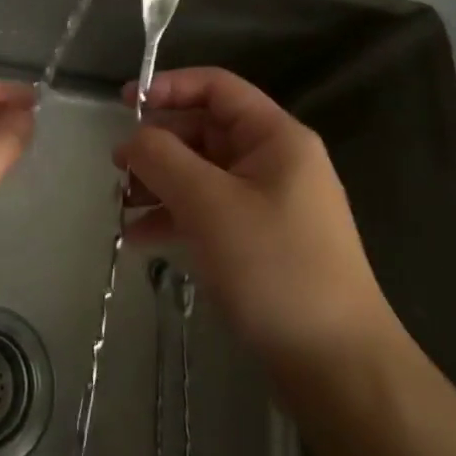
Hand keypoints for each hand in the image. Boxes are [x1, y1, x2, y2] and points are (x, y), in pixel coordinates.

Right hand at [118, 67, 401, 382]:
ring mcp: (271, 203)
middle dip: (159, 146)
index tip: (126, 104)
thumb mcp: (209, 204)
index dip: (170, 87)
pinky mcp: (263, 242)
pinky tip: (141, 238)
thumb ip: (163, 159)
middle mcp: (276, 161)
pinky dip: (177, 217)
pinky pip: (211, 212)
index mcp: (276, 137)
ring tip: (121, 205)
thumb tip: (132, 139)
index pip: (217, 87)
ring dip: (161, 184)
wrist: (338, 368)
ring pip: (204, 174)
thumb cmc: (274, 268)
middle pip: (206, 131)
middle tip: (116, 167)